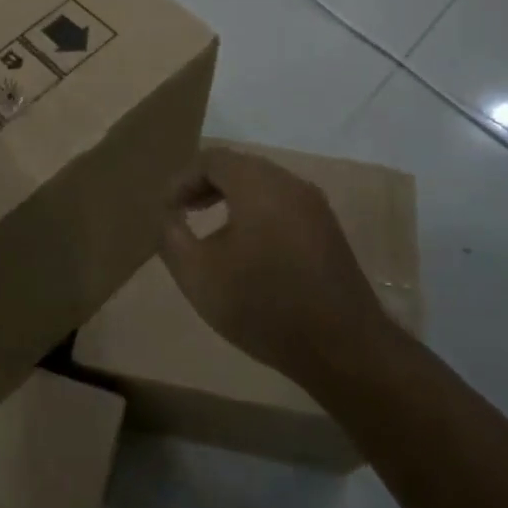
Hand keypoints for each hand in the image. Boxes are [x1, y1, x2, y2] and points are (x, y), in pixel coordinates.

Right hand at [158, 147, 387, 380]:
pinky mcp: (329, 232)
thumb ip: (172, 237)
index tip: (165, 209)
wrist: (342, 348)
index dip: (182, 179)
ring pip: (264, 186)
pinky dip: (257, 213)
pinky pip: (284, 205)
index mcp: (258, 184)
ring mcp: (315, 207)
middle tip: (183, 212)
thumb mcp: (198, 275)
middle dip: (206, 185)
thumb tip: (168, 217)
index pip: (212, 159)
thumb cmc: (262, 305)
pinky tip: (248, 249)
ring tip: (211, 230)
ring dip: (232, 198)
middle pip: (240, 167)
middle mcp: (290, 184)